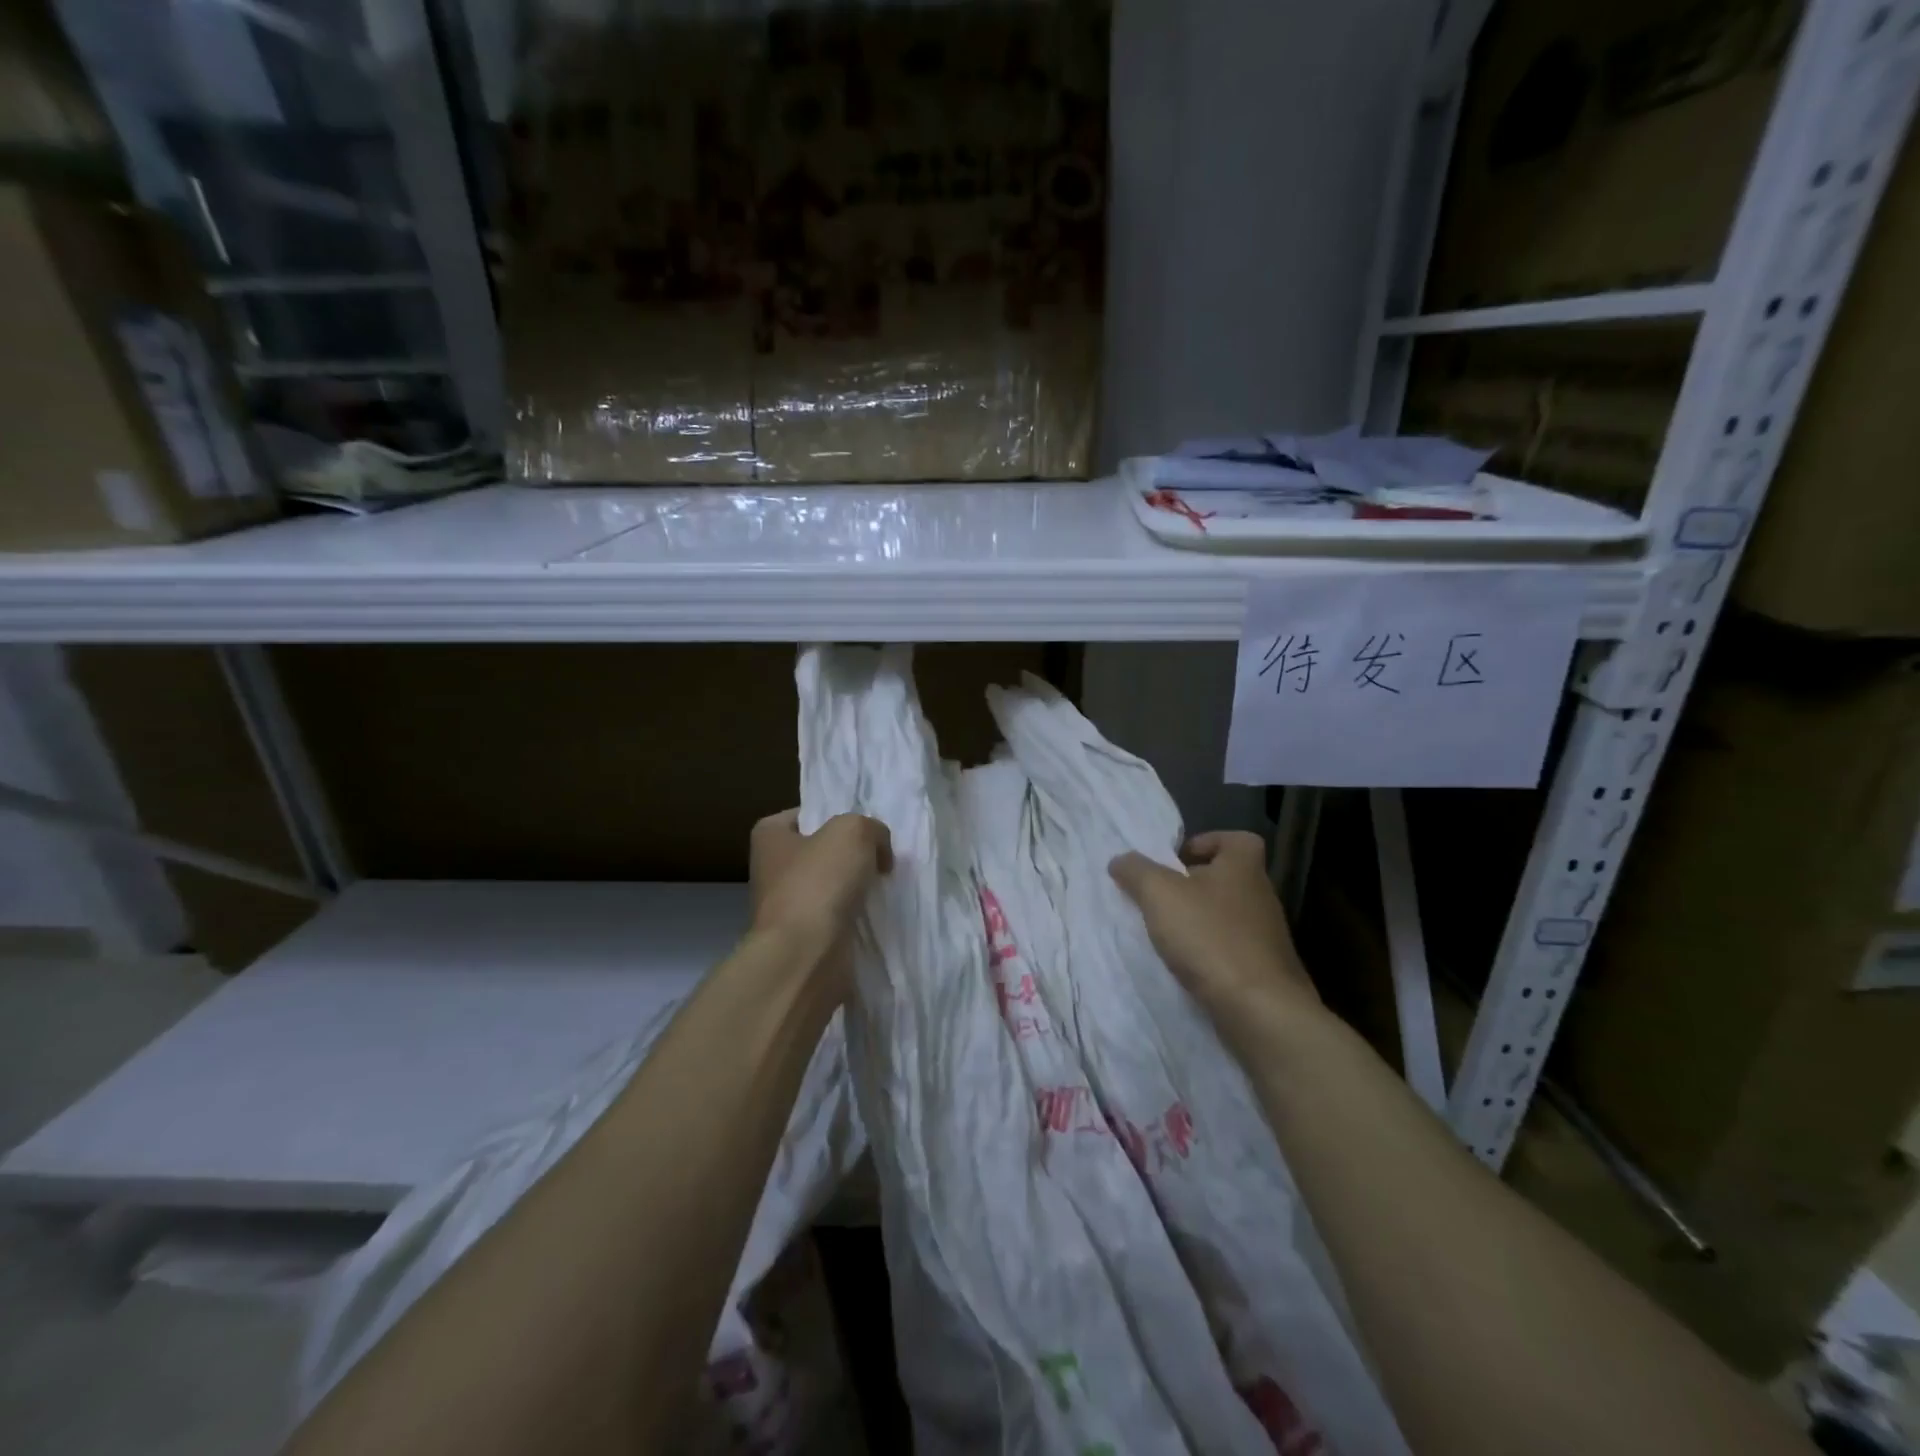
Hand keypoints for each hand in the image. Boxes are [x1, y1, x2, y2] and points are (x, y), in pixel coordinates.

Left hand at [749, 809, 892, 957]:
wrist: (806, 955)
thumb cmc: (820, 882)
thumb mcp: (854, 831)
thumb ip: (871, 828)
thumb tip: (878, 851)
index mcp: (770, 836)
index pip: (805, 814)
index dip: (836, 817)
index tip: (864, 828)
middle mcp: (771, 870)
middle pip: (821, 852)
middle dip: (850, 854)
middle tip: (882, 857)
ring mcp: (786, 907)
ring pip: (831, 886)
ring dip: (856, 888)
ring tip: (885, 885)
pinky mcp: (804, 938)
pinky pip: (837, 917)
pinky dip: (855, 916)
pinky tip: (877, 914)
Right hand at [1109, 831, 1317, 1027]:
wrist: (1260, 1009)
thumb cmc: (1210, 937)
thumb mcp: (1160, 894)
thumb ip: (1137, 871)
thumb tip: (1120, 860)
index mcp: (1244, 868)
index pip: (1237, 839)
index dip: (1207, 842)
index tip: (1177, 859)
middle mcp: (1261, 897)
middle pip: (1228, 878)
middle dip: (1193, 884)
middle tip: (1160, 897)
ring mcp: (1267, 937)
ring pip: (1228, 916)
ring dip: (1199, 921)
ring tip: (1166, 934)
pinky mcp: (1265, 971)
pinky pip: (1232, 950)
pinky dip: (1209, 953)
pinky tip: (1186, 966)